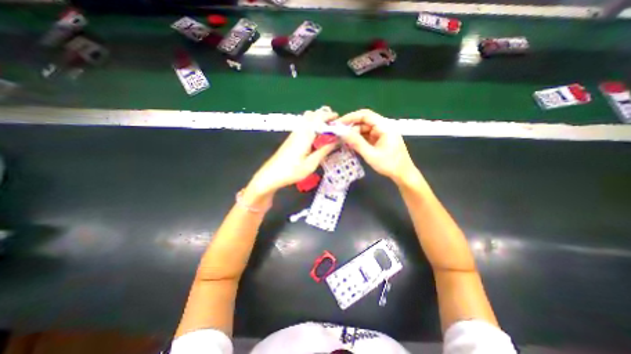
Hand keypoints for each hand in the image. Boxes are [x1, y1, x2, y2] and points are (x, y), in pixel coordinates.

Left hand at [245, 107, 336, 197]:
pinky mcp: (291, 138)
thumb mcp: (311, 164)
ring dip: (318, 120)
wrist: (271, 175)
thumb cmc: (292, 171)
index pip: (318, 117)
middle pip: (312, 114)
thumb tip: (336, 141)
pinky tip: (316, 137)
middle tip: (334, 125)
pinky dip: (312, 126)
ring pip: (307, 119)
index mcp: (305, 135)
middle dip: (324, 115)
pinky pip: (303, 126)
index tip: (339, 120)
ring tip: (327, 131)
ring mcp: (294, 134)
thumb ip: (324, 151)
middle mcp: (299, 131)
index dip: (329, 116)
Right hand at [335, 107, 417, 184]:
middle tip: (339, 133)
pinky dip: (359, 138)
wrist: (403, 174)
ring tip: (343, 140)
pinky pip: (367, 135)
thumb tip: (342, 133)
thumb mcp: (371, 154)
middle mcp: (383, 126)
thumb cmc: (389, 165)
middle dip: (351, 126)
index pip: (365, 115)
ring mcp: (382, 133)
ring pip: (364, 129)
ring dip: (354, 133)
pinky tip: (351, 143)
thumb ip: (356, 142)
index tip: (338, 123)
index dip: (350, 117)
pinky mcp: (380, 139)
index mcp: (385, 126)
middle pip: (364, 121)